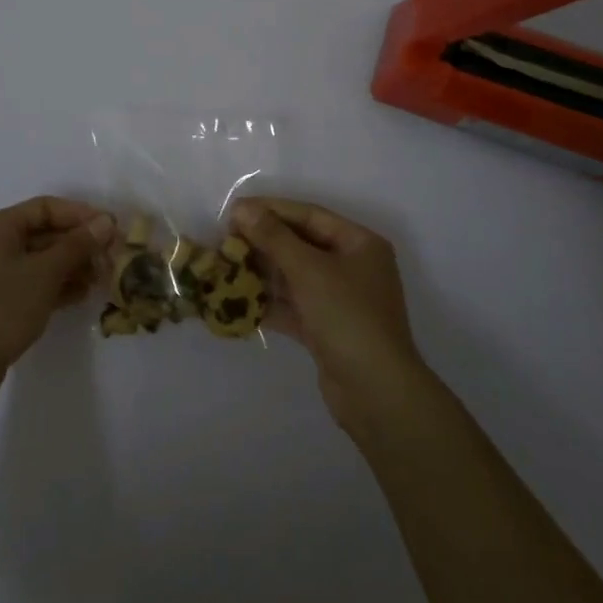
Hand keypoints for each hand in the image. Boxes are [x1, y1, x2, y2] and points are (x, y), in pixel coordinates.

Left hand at [0, 196, 110, 405]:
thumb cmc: (1, 308)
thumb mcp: (45, 272)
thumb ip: (78, 244)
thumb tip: (106, 221)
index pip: (47, 208)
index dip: (81, 214)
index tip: (111, 228)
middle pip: (46, 233)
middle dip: (80, 244)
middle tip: (112, 257)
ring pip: (43, 260)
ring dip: (73, 266)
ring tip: (102, 278)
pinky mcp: (0, 302)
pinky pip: (35, 283)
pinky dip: (58, 286)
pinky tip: (82, 295)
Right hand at [232, 197, 426, 428]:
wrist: (376, 393)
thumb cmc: (348, 317)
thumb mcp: (309, 270)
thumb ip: (274, 237)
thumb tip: (242, 208)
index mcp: (359, 244)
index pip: (309, 216)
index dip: (271, 210)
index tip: (235, 210)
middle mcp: (352, 267)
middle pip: (301, 245)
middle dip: (263, 242)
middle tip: (225, 239)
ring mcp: (340, 300)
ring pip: (294, 277)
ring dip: (262, 272)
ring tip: (226, 266)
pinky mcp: (326, 330)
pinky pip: (293, 306)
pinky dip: (269, 303)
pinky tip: (237, 301)